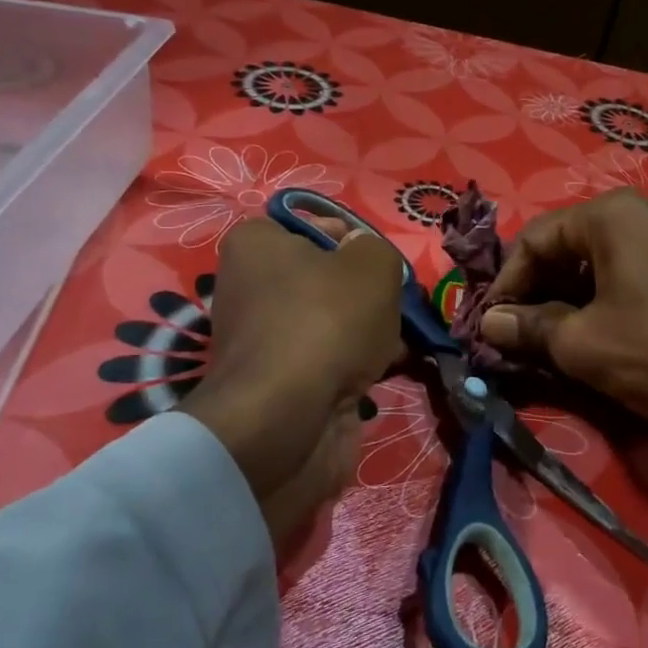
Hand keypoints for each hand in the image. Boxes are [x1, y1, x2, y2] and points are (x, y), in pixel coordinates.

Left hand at [182, 216, 403, 544]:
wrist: (287, 419)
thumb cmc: (326, 322)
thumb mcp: (372, 264)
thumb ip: (376, 248)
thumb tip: (364, 258)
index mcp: (257, 245)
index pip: (316, 227)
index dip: (355, 242)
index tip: (381, 266)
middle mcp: (250, 287)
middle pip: (327, 279)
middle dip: (367, 294)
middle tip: (394, 307)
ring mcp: (264, 339)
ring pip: (333, 322)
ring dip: (368, 333)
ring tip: (396, 343)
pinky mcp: (279, 382)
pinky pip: (328, 361)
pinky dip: (355, 367)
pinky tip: (383, 372)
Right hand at [478, 189, 647, 492]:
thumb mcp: (584, 345)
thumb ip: (529, 327)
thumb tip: (490, 323)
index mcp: (611, 215)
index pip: (535, 238)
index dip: (506, 284)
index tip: (490, 326)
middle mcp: (641, 213)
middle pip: (566, 247)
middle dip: (536, 292)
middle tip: (518, 337)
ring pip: (596, 264)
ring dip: (566, 301)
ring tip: (551, 344)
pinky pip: (627, 275)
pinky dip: (601, 303)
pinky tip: (594, 339)